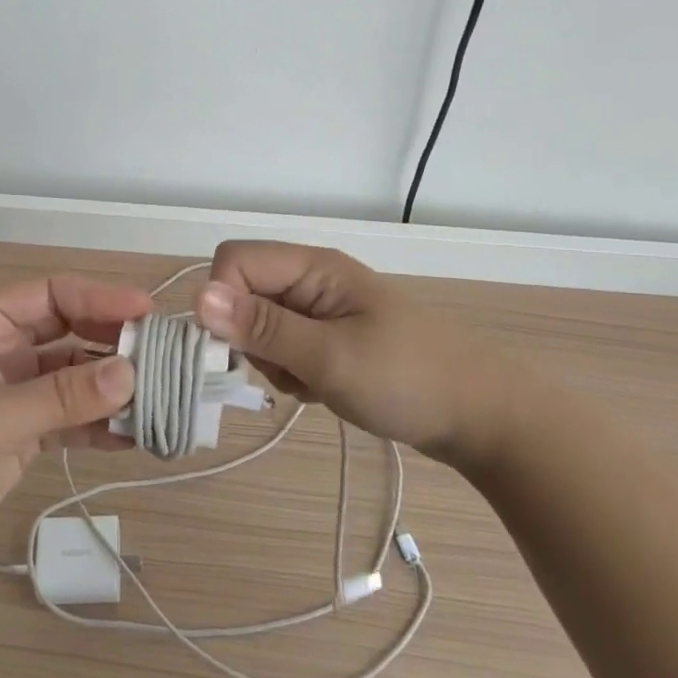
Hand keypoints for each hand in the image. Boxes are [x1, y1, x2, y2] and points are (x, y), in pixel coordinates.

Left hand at [0, 275, 150, 563]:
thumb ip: (63, 397)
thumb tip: (131, 373)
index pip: (54, 294)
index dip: (101, 297)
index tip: (147, 312)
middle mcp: (6, 349)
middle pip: (72, 331)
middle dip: (114, 343)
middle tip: (163, 359)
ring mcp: (16, 391)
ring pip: (76, 376)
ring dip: (113, 387)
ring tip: (159, 400)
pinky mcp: (23, 431)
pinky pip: (71, 416)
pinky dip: (99, 423)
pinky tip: (132, 436)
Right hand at [193, 241, 538, 471]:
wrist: (480, 416)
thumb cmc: (409, 380)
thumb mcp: (331, 357)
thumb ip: (264, 328)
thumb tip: (197, 298)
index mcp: (312, 266)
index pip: (234, 260)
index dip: (223, 300)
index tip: (242, 347)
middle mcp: (310, 278)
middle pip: (242, 293)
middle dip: (251, 337)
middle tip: (290, 369)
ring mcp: (319, 308)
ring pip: (258, 325)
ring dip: (272, 360)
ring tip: (313, 382)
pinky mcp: (326, 336)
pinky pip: (282, 347)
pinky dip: (290, 372)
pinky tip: (322, 388)